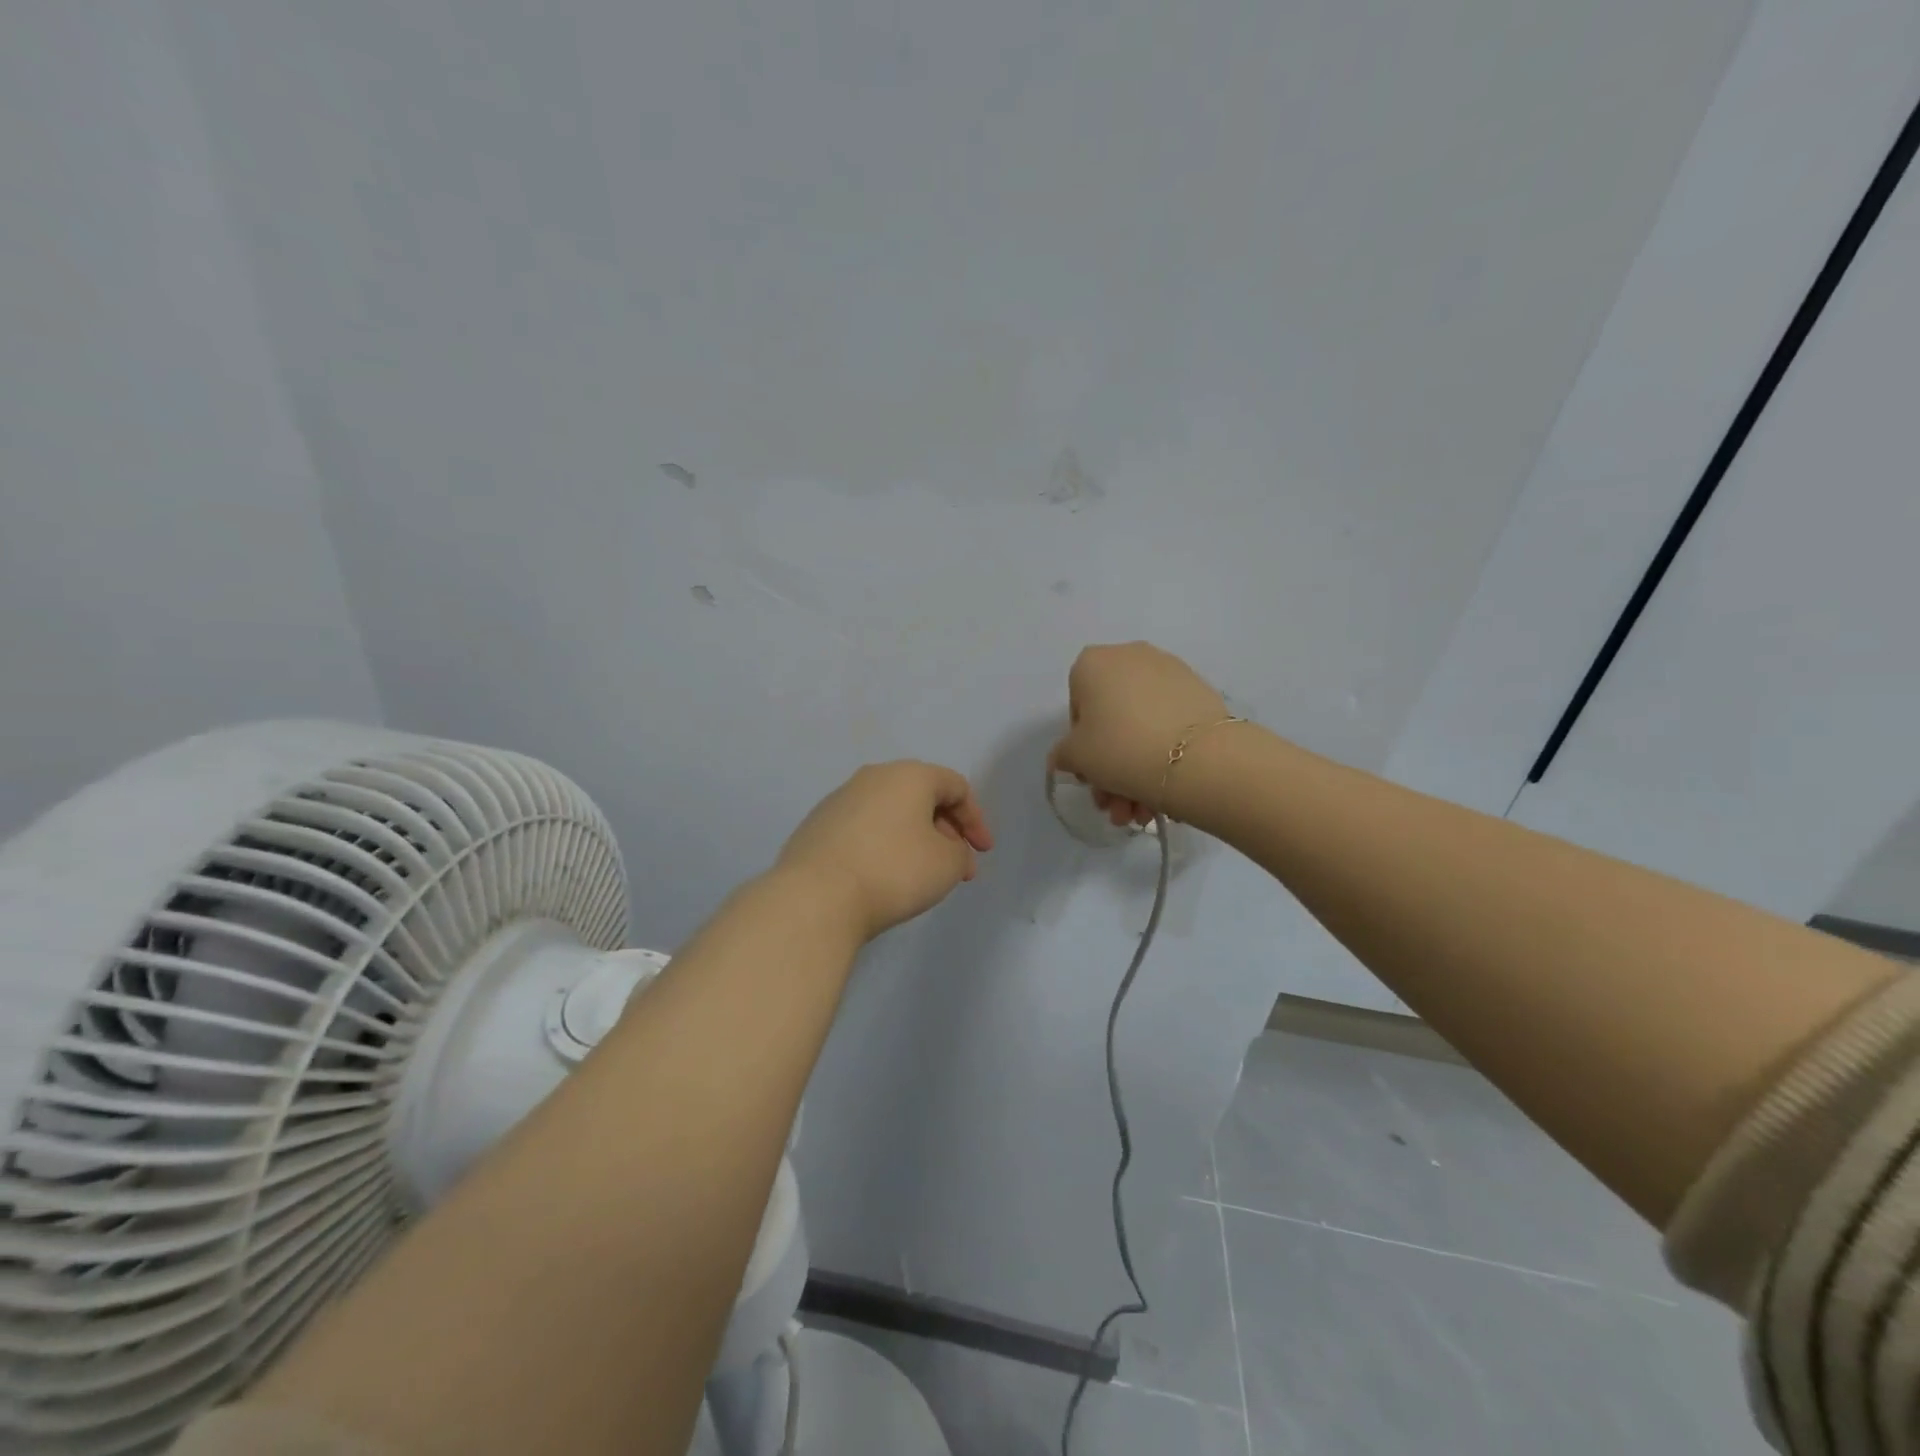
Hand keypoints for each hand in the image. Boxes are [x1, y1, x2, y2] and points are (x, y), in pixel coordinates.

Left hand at [776, 761, 993, 942]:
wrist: (815, 897)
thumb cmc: (894, 871)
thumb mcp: (948, 864)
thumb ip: (959, 851)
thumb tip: (942, 847)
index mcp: (909, 775)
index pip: (956, 786)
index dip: (976, 820)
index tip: (982, 854)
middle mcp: (873, 777)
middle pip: (922, 797)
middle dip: (947, 832)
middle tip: (957, 869)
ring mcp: (839, 800)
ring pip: (891, 813)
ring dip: (915, 840)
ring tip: (922, 876)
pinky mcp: (817, 826)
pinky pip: (864, 829)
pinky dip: (884, 846)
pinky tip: (884, 877)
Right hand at [1050, 642, 1229, 824]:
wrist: (1197, 758)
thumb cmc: (1121, 748)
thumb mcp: (1076, 757)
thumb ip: (1063, 754)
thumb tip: (1065, 756)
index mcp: (1093, 663)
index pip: (1077, 708)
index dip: (1080, 746)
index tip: (1090, 774)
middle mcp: (1131, 656)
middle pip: (1112, 720)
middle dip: (1110, 769)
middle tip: (1116, 805)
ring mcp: (1170, 672)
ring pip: (1141, 726)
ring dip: (1135, 772)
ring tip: (1142, 813)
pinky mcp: (1200, 692)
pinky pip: (1169, 724)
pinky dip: (1162, 754)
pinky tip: (1163, 793)